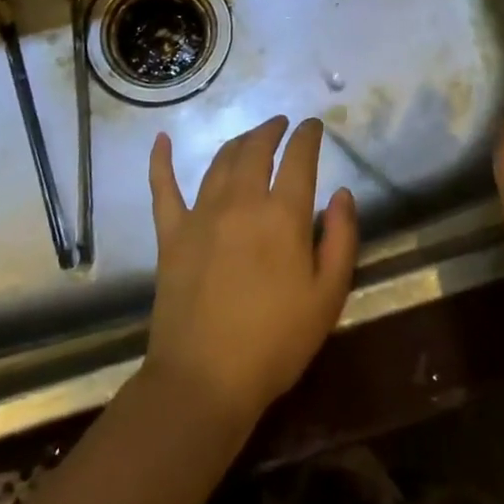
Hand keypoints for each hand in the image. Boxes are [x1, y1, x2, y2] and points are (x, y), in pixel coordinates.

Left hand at [145, 116, 358, 429]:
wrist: (205, 379)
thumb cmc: (276, 342)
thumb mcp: (328, 297)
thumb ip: (340, 239)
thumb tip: (342, 193)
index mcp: (282, 215)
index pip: (298, 158)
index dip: (307, 136)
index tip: (313, 126)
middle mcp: (241, 202)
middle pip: (256, 150)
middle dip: (271, 130)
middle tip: (281, 124)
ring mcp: (201, 215)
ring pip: (219, 161)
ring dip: (238, 142)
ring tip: (249, 137)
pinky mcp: (170, 234)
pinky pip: (163, 188)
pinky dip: (161, 161)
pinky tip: (161, 140)